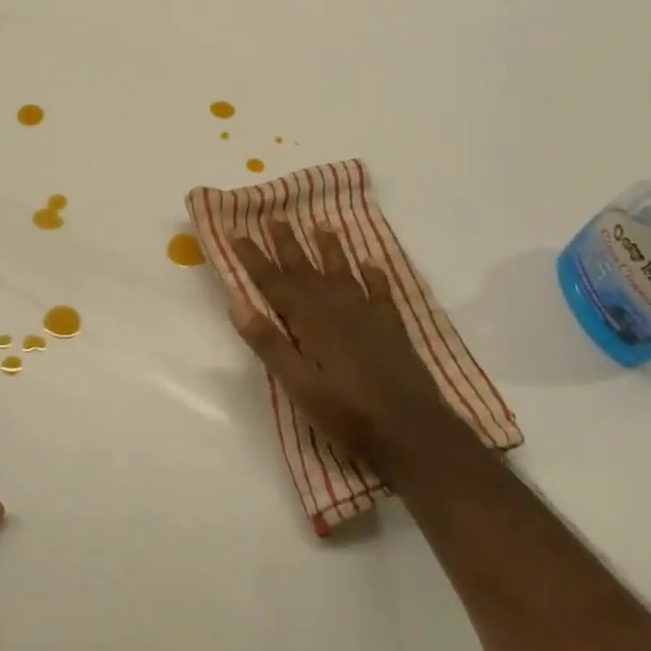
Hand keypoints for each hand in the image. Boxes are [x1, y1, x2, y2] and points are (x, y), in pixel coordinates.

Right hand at [228, 219, 471, 485]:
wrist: (413, 433)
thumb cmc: (348, 414)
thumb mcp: (299, 387)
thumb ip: (270, 345)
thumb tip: (237, 304)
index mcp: (311, 323)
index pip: (276, 284)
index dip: (255, 259)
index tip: (238, 233)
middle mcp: (338, 311)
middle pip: (308, 272)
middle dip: (289, 245)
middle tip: (276, 217)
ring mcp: (369, 318)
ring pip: (344, 275)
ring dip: (331, 250)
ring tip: (322, 225)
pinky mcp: (392, 331)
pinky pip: (381, 294)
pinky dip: (375, 277)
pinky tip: (372, 265)